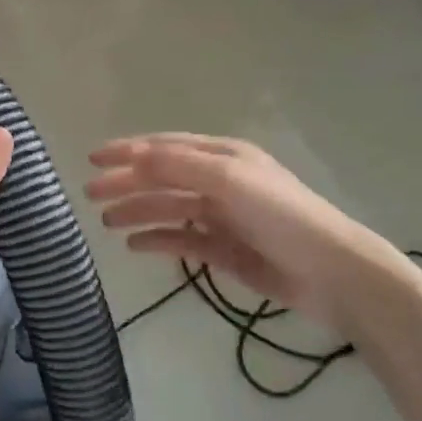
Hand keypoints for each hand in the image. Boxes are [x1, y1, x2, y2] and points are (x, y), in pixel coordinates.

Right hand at [86, 133, 395, 328]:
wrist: (332, 273)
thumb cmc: (281, 216)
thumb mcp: (228, 181)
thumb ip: (178, 167)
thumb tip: (132, 155)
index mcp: (223, 156)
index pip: (165, 148)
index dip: (128, 150)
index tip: (92, 158)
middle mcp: (219, 182)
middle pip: (162, 178)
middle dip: (126, 183)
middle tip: (90, 194)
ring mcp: (222, 217)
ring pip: (168, 209)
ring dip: (137, 211)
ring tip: (106, 221)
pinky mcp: (224, 250)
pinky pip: (181, 240)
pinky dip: (157, 240)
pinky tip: (134, 245)